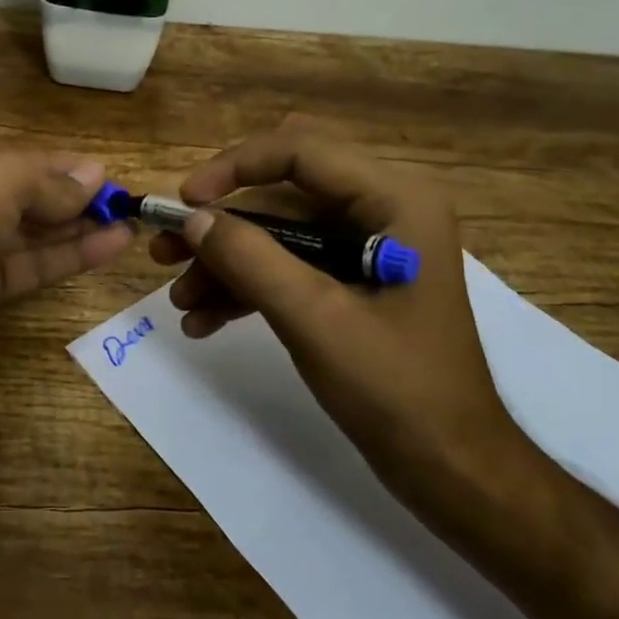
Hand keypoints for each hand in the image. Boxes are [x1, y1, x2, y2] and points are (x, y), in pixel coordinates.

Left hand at [0, 141, 133, 402]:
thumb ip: (49, 180)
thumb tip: (96, 175)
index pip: (11, 158)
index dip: (58, 165)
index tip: (104, 172)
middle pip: (22, 194)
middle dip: (71, 196)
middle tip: (123, 201)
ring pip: (30, 232)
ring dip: (77, 226)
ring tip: (128, 222)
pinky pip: (31, 266)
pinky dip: (69, 255)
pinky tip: (111, 245)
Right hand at [152, 121, 534, 508]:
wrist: (450, 468)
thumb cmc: (397, 389)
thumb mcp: (314, 319)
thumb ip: (250, 259)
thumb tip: (192, 218)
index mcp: (396, 199)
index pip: (300, 151)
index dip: (233, 167)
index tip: (183, 202)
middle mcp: (384, 208)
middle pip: (283, 191)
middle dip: (222, 223)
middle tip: (167, 250)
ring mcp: (369, 245)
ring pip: (279, 231)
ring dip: (227, 261)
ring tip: (181, 300)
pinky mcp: (354, 280)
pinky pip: (290, 264)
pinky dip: (248, 286)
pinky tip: (205, 320)